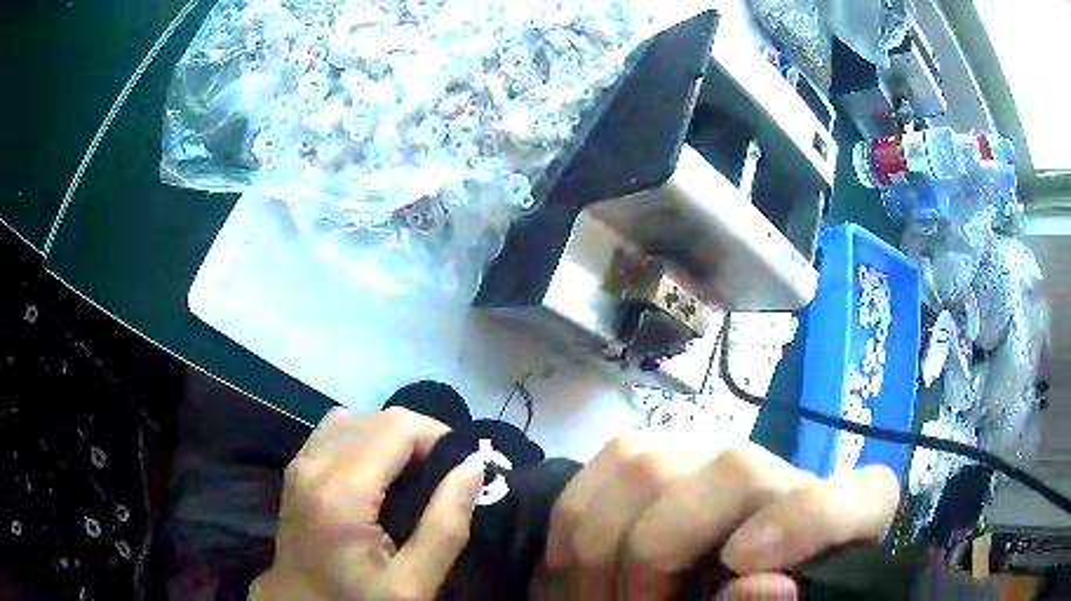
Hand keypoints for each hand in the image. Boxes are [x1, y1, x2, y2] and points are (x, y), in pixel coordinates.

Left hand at [252, 407, 483, 600]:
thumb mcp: (414, 583)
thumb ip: (446, 526)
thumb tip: (473, 466)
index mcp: (341, 493)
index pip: (397, 427)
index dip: (437, 436)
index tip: (461, 468)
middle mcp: (314, 465)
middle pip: (376, 418)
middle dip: (418, 436)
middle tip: (442, 476)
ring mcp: (300, 464)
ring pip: (355, 419)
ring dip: (390, 436)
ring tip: (411, 474)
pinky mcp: (296, 469)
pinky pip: (334, 432)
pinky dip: (364, 439)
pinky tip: (377, 475)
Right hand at [540, 437, 898, 599]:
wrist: (702, 587)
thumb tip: (759, 585)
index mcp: (838, 525)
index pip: (865, 497)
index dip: (809, 522)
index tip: (739, 567)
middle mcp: (784, 478)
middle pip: (735, 472)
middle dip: (655, 555)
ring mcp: (722, 458)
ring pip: (653, 462)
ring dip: (602, 545)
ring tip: (590, 598)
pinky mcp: (668, 451)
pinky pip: (613, 457)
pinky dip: (576, 517)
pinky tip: (568, 564)